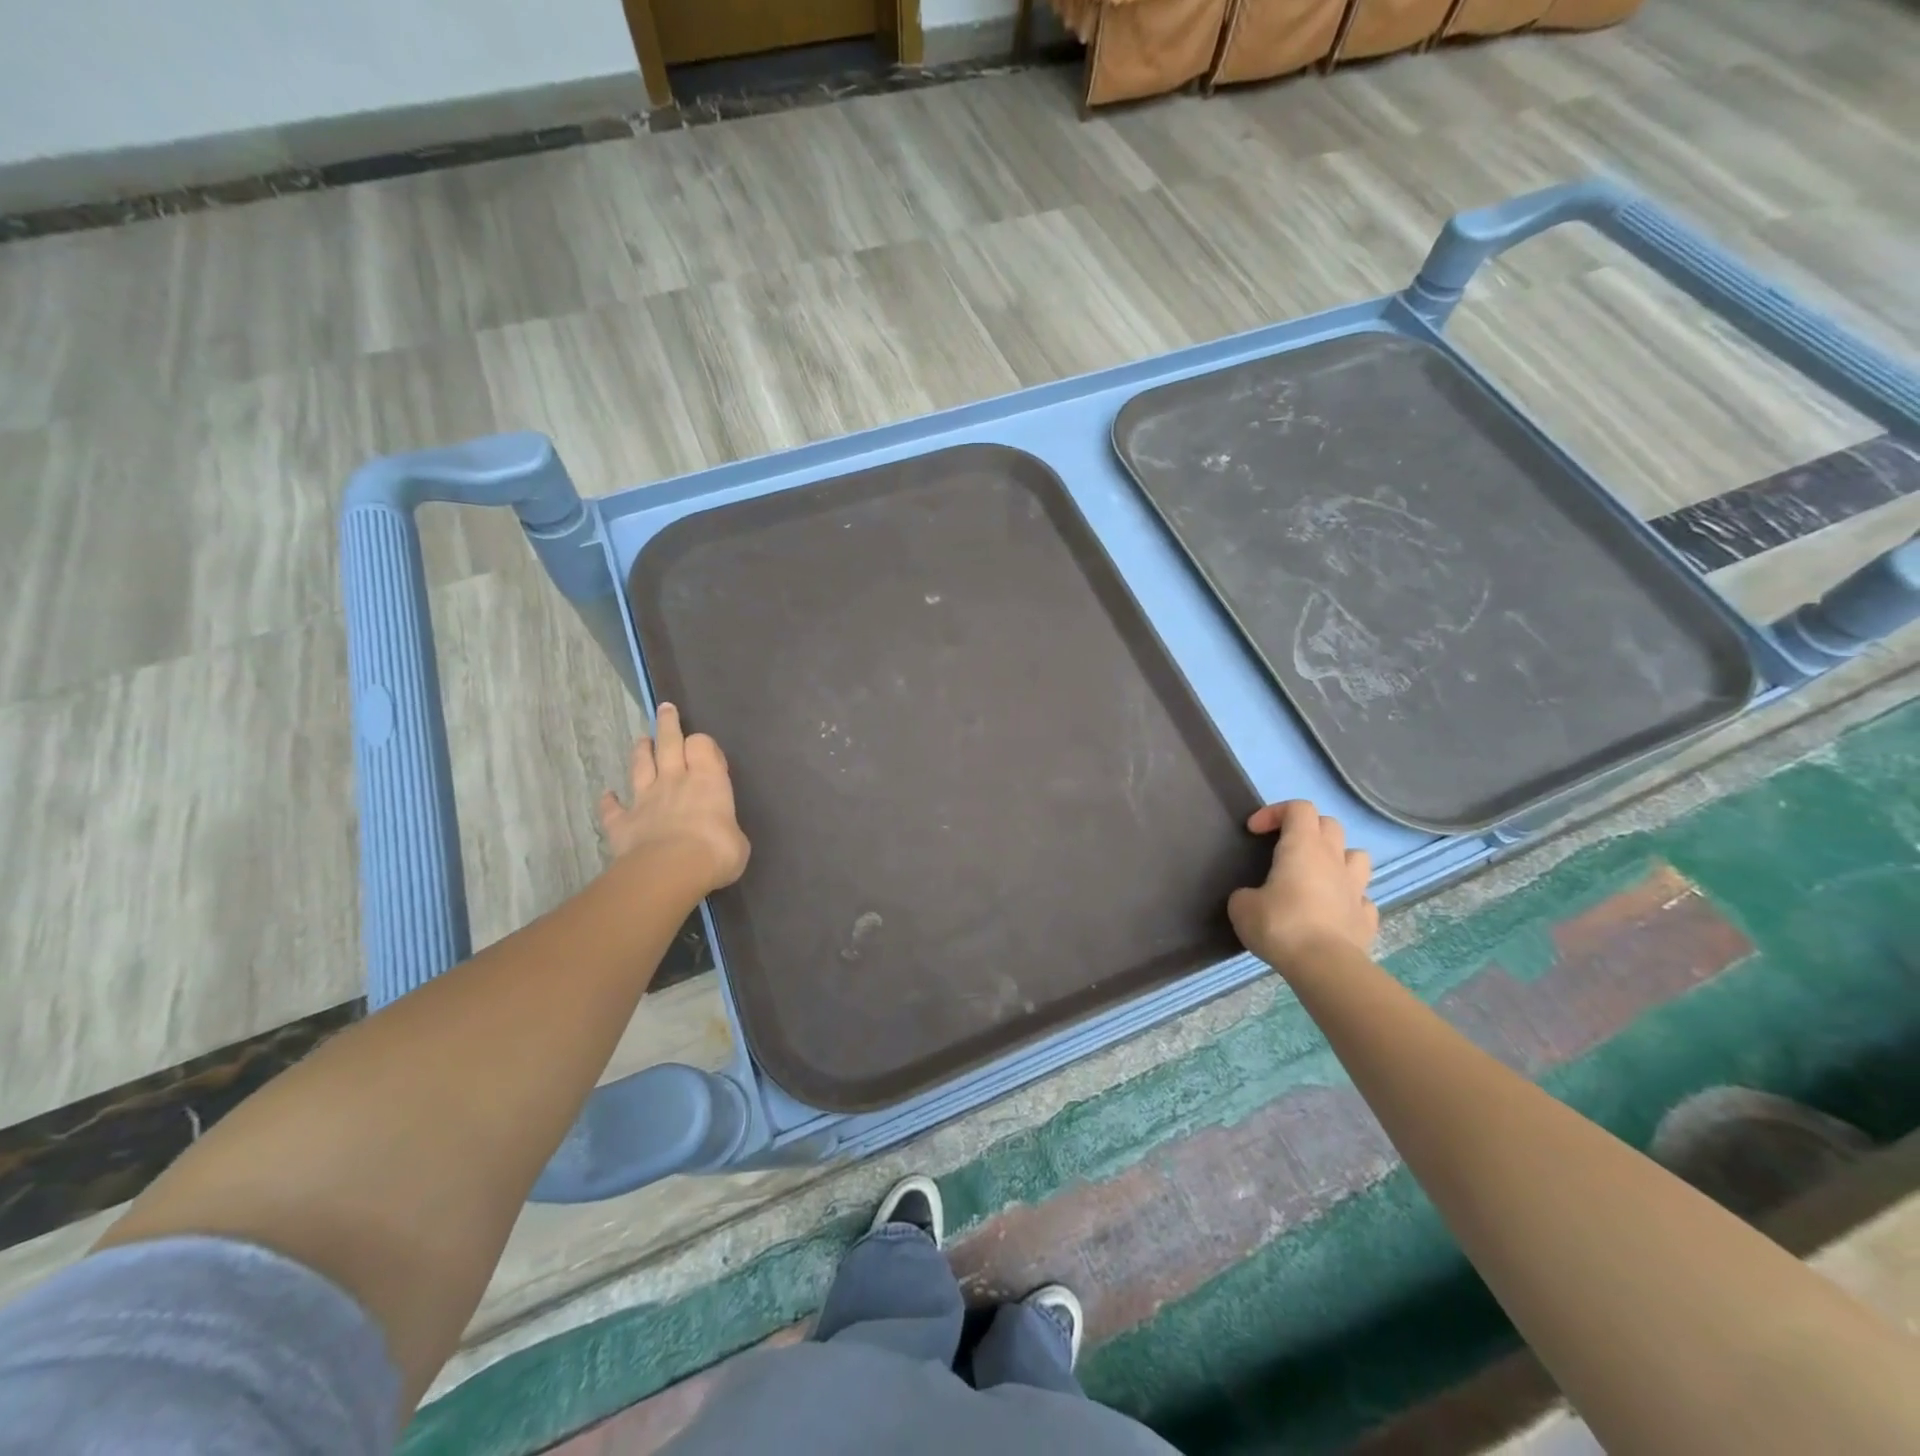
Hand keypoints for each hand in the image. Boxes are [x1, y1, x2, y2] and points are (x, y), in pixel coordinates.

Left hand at [598, 703, 749, 897]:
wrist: (670, 870)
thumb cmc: (716, 851)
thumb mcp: (738, 841)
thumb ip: (727, 829)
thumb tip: (724, 836)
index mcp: (709, 780)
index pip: (702, 745)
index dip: (703, 744)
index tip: (706, 750)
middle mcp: (675, 781)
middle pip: (668, 743)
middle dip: (668, 725)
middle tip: (665, 709)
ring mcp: (646, 799)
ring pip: (641, 766)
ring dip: (640, 752)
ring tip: (641, 740)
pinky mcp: (623, 822)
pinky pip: (613, 809)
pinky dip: (609, 802)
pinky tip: (607, 795)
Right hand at [1228, 800, 1377, 971]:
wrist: (1324, 966)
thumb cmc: (1280, 924)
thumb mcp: (1242, 906)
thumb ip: (1246, 894)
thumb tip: (1253, 898)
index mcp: (1303, 847)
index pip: (1298, 808)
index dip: (1275, 812)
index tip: (1254, 831)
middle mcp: (1334, 859)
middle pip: (1330, 824)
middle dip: (1307, 829)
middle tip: (1285, 849)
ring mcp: (1356, 888)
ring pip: (1356, 856)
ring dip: (1338, 858)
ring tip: (1318, 875)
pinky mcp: (1367, 918)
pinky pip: (1362, 898)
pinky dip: (1348, 900)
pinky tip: (1333, 912)